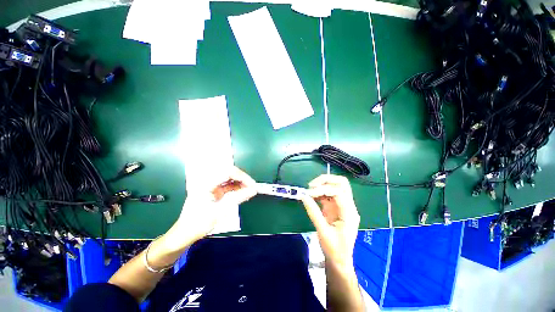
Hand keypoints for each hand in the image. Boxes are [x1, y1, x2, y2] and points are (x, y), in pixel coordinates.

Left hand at [162, 166, 256, 250]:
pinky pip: (228, 186)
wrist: (184, 234)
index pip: (228, 172)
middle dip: (243, 179)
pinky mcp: (214, 191)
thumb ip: (238, 198)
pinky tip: (243, 192)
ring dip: (241, 183)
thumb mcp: (221, 210)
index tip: (252, 184)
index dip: (242, 176)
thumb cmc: (199, 223)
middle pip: (229, 173)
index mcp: (206, 183)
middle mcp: (208, 181)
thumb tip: (253, 190)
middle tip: (252, 187)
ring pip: (230, 179)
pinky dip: (237, 188)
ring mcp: (211, 186)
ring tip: (250, 190)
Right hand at [301, 175, 359, 267]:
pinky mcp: (335, 206)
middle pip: (341, 183)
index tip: (309, 192)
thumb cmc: (334, 249)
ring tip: (309, 190)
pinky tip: (312, 195)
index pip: (339, 192)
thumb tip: (303, 196)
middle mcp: (348, 206)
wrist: (340, 260)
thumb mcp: (322, 232)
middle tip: (311, 185)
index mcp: (349, 213)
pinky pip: (329, 193)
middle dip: (326, 180)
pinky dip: (320, 191)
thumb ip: (313, 212)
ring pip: (335, 185)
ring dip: (322, 184)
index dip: (324, 189)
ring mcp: (342, 205)